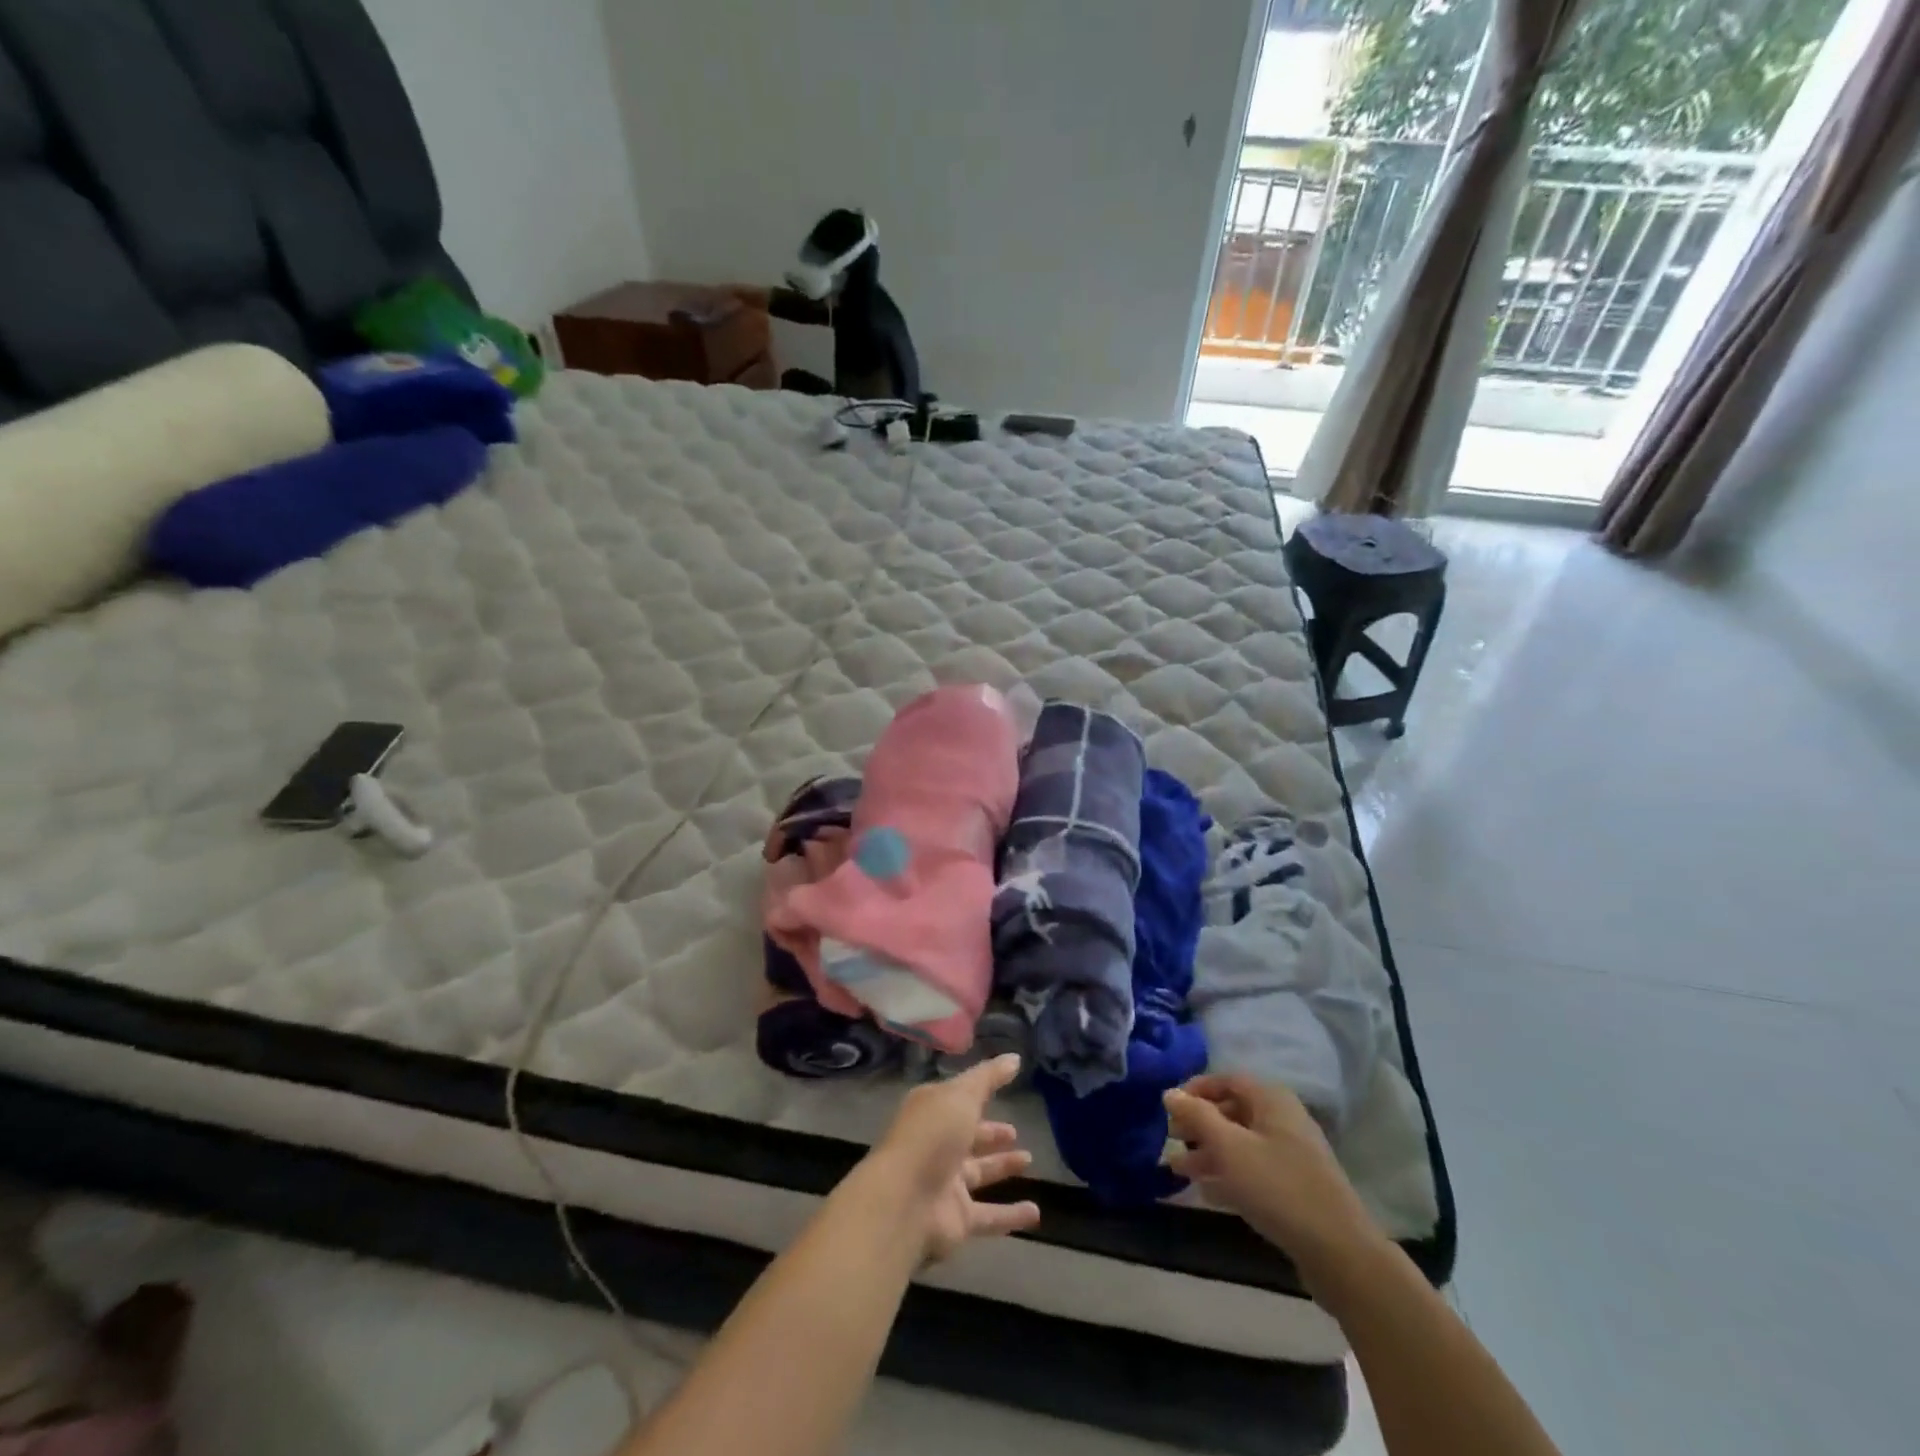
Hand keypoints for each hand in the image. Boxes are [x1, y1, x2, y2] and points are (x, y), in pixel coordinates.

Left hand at [864, 1054, 1040, 1262]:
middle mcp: (937, 1145)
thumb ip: (989, 1078)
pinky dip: (1010, 1215)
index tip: (1004, 1088)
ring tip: (1028, 1160)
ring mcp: (945, 1183)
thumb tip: (1014, 1058)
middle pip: (967, 1137)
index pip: (958, 1099)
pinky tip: (1035, 1213)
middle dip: (990, 1133)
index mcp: (932, 1111)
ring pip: (978, 1172)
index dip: (979, 1094)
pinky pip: (989, 1216)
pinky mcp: (957, 1219)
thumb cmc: (932, 1136)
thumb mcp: (962, 1095)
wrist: (904, 1202)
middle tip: (1014, 1132)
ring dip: (1001, 1167)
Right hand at [1164, 1073, 1380, 1271]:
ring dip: (1208, 1153)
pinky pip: (1253, 1170)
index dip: (1196, 1089)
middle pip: (1233, 1111)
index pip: (1227, 1080)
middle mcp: (1282, 1119)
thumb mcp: (1229, 1147)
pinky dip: (1228, 1175)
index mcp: (1271, 1100)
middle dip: (1199, 1124)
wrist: (1340, 1252)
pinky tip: (1205, 1192)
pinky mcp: (1294, 1187)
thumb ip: (1197, 1116)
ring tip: (1177, 1169)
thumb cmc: (1278, 1187)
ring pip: (1241, 1144)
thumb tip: (1169, 1092)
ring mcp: (1291, 1155)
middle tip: (1170, 1139)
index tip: (1169, 1108)